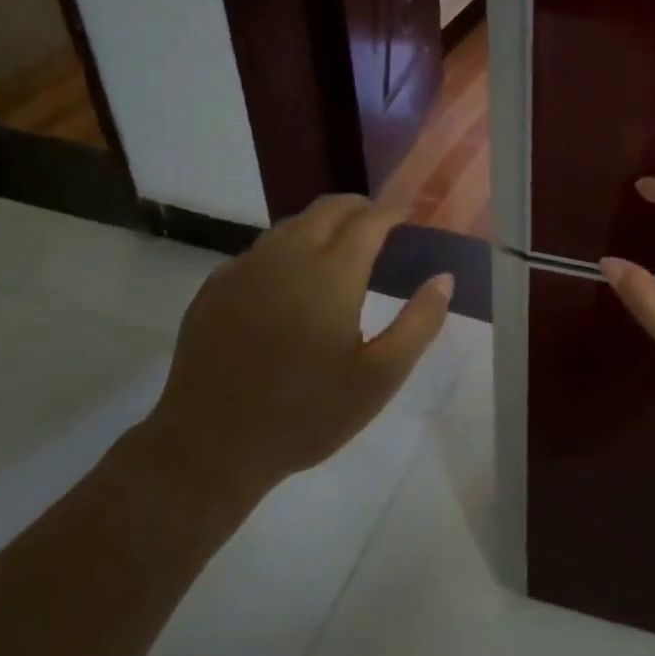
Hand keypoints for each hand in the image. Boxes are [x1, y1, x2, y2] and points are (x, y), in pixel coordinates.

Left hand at [143, 195, 451, 518]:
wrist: (210, 446)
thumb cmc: (306, 415)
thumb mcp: (379, 378)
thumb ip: (419, 323)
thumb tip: (444, 278)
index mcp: (331, 275)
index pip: (369, 220)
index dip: (394, 211)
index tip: (411, 216)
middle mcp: (286, 257)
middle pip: (328, 208)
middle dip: (361, 209)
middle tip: (383, 228)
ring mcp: (244, 268)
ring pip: (291, 225)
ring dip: (323, 225)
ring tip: (342, 251)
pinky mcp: (215, 286)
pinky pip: (260, 249)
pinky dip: (287, 249)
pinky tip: (291, 282)